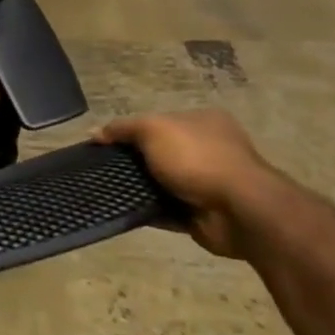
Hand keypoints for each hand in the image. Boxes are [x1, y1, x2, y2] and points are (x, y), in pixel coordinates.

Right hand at [93, 111, 279, 258]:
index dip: (130, 130)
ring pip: (160, 182)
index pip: (158, 121)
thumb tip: (95, 133)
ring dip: (138, 186)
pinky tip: (124, 208)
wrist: (239, 211)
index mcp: (202, 121)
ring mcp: (207, 183)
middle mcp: (208, 149)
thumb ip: (122, 128)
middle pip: (158, 152)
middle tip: (101, 168)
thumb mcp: (153, 129)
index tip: (104, 143)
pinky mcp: (201, 213)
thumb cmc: (197, 159)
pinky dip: (147, 209)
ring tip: (106, 189)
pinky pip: (165, 209)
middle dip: (133, 160)